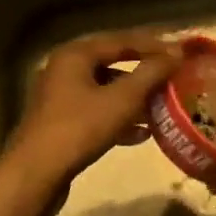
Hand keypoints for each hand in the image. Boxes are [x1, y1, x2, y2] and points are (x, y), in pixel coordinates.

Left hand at [1, 32, 181, 190]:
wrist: (35, 174)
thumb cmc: (80, 128)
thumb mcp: (122, 100)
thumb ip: (150, 74)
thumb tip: (176, 53)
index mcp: (75, 55)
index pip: (121, 40)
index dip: (153, 46)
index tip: (179, 53)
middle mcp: (64, 68)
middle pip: (112, 64)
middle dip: (143, 74)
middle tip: (172, 78)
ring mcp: (59, 96)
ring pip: (104, 90)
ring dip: (133, 99)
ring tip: (161, 108)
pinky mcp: (60, 122)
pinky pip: (95, 111)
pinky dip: (117, 118)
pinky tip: (140, 134)